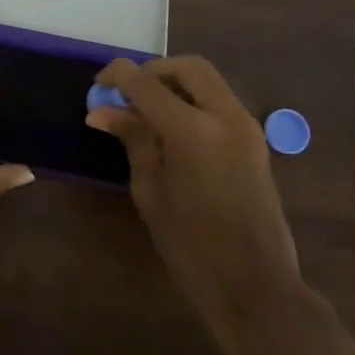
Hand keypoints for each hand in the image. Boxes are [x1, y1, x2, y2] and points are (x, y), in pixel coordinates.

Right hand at [87, 56, 303, 354]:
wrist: (256, 287)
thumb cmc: (192, 246)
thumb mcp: (151, 191)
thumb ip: (133, 140)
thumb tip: (102, 111)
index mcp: (193, 130)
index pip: (146, 82)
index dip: (117, 76)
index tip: (97, 86)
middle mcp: (225, 116)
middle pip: (187, 67)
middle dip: (153, 72)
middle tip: (127, 95)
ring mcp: (246, 126)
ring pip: (207, 80)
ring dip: (175, 84)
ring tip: (146, 113)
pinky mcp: (255, 140)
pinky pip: (220, 101)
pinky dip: (193, 100)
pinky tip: (172, 129)